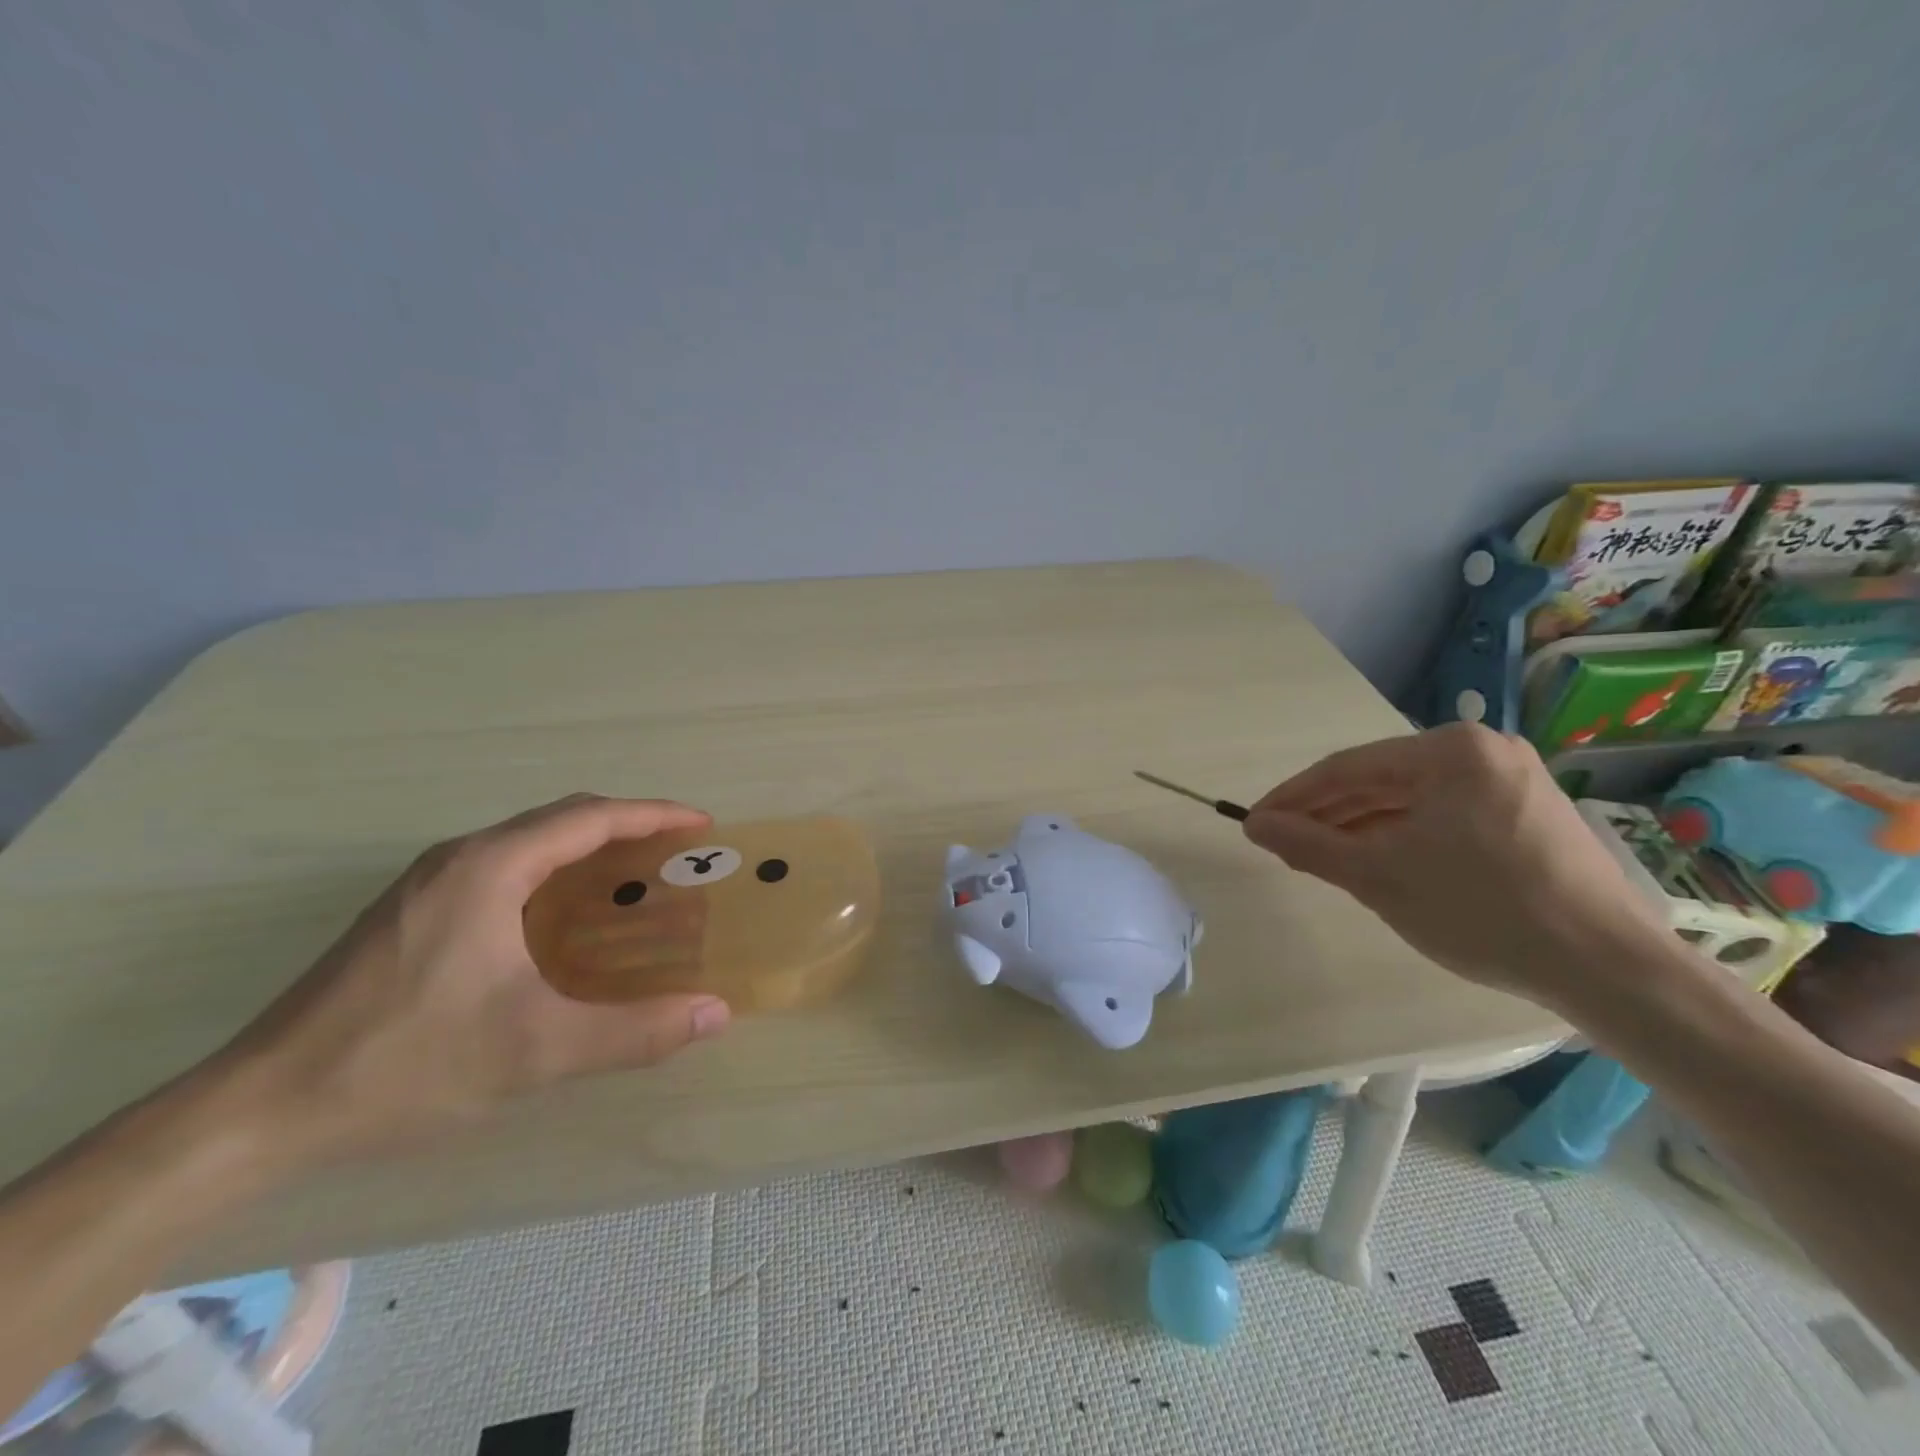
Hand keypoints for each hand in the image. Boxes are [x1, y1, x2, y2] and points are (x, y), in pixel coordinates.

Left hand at [217, 795, 732, 1162]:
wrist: (257, 1110)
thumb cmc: (406, 1064)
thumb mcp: (536, 1051)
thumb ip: (635, 1032)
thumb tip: (716, 1013)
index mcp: (491, 868)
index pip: (591, 817)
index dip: (654, 815)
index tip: (702, 826)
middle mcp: (460, 859)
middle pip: (562, 820)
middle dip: (628, 828)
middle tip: (679, 854)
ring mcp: (428, 884)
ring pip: (530, 844)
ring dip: (589, 851)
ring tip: (636, 881)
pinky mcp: (412, 913)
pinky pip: (504, 869)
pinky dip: (554, 875)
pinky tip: (567, 921)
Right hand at [1241, 723, 1667, 1008]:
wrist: (1608, 967)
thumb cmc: (1481, 910)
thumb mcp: (1378, 876)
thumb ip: (1308, 844)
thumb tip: (1255, 825)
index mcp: (1449, 750)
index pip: (1346, 768)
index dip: (1293, 798)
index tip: (1254, 823)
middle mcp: (1483, 750)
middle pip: (1380, 780)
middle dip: (1328, 814)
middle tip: (1285, 845)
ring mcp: (1512, 780)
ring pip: (1412, 798)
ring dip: (1363, 827)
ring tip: (1324, 857)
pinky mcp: (1528, 813)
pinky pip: (1445, 814)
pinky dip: (1405, 835)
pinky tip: (1381, 861)